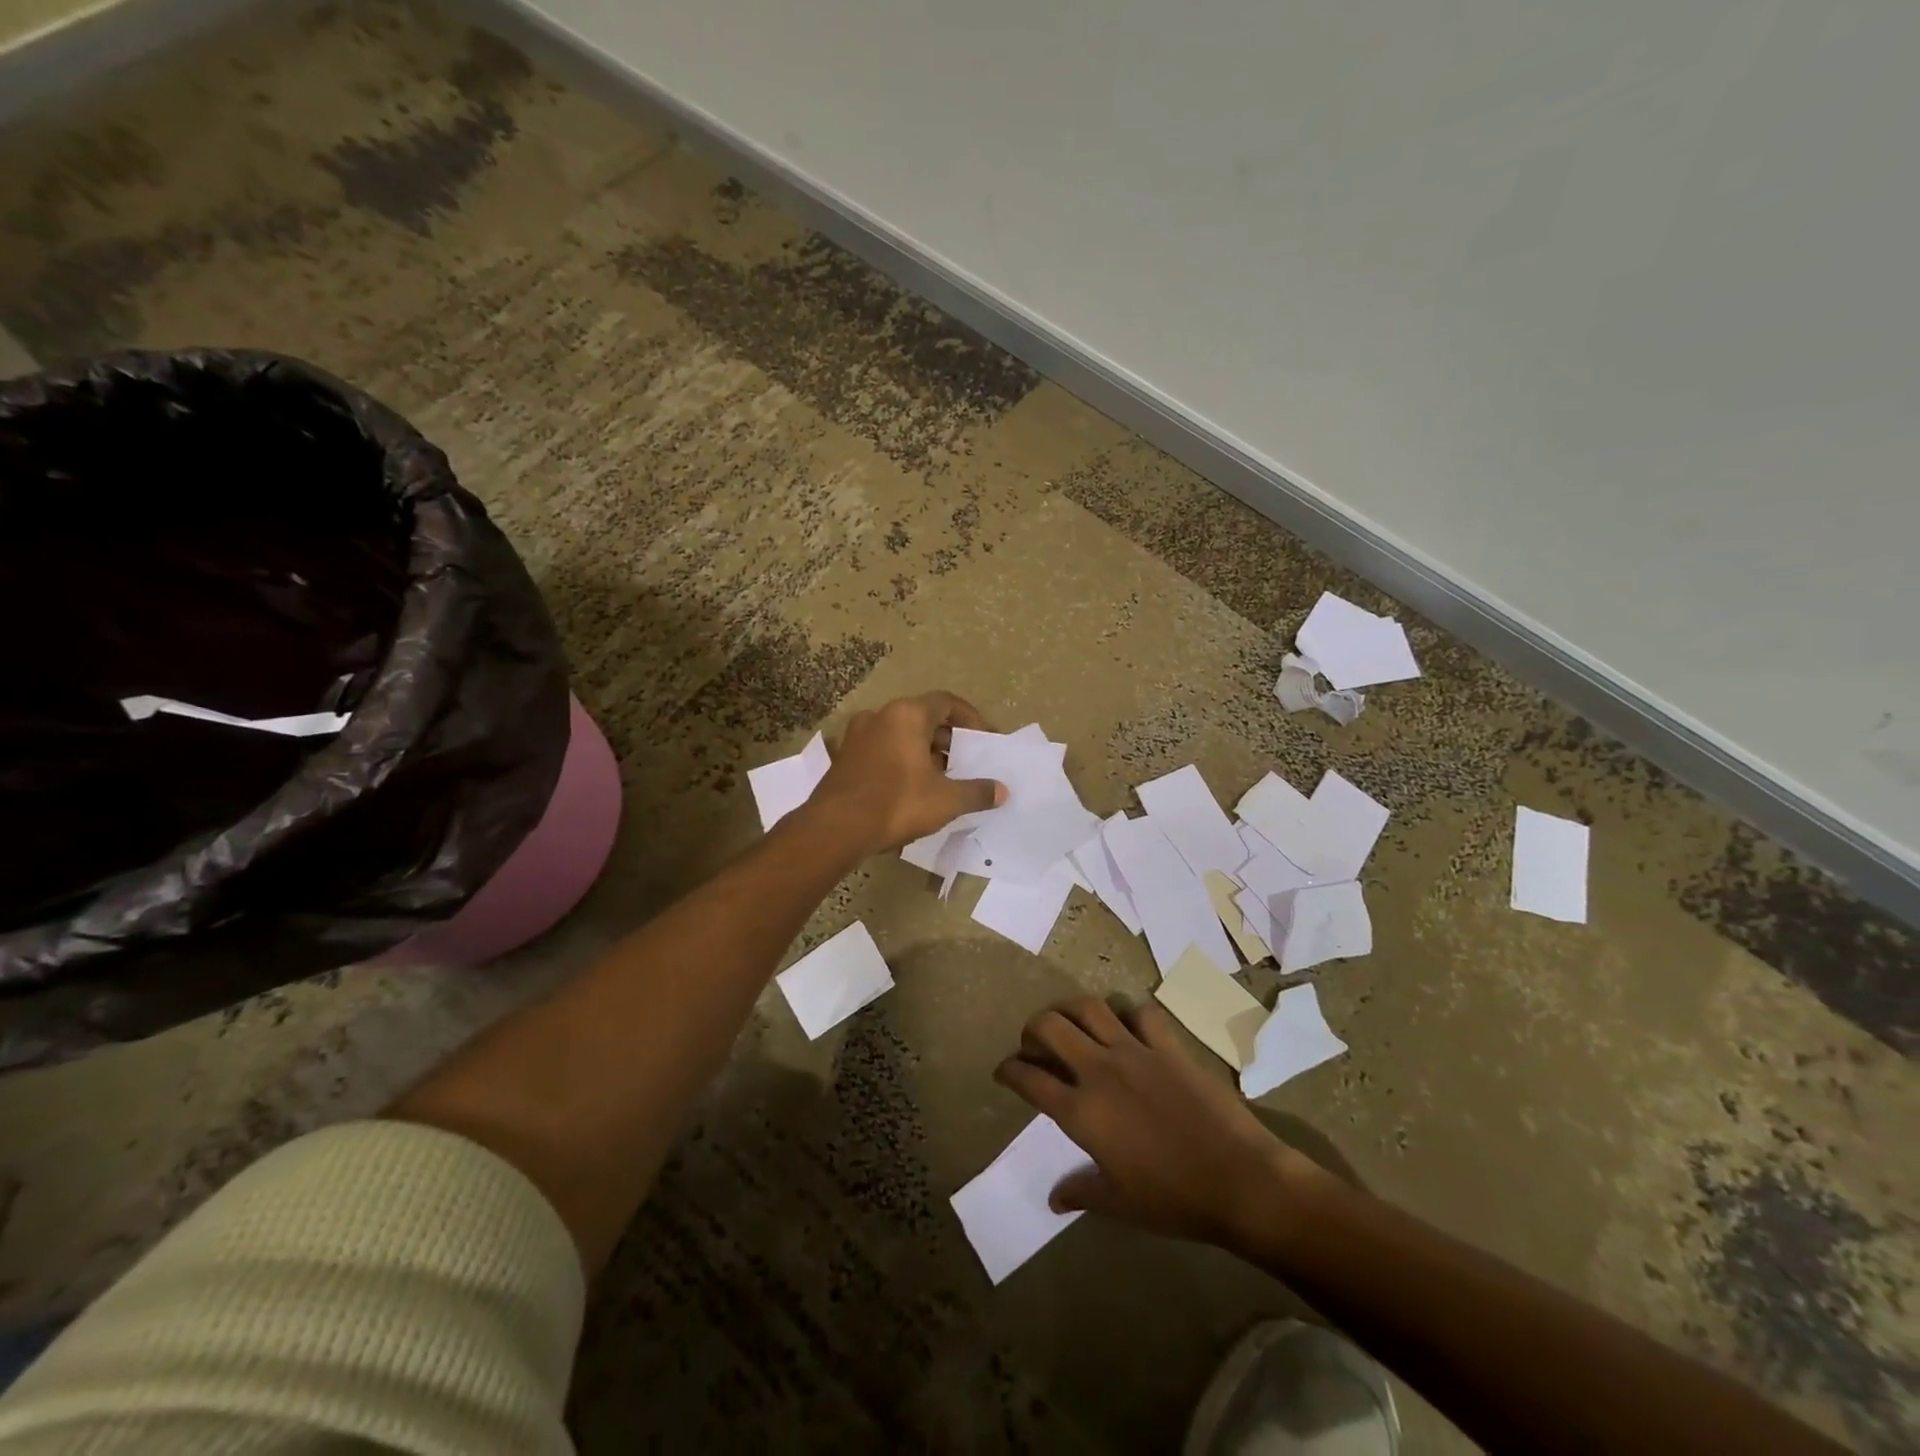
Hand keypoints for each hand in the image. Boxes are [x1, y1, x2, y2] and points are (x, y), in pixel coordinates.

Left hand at [809, 691, 1006, 854]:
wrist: (835, 829)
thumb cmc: (896, 803)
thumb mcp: (946, 800)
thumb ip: (977, 792)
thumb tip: (1001, 791)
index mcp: (906, 715)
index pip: (947, 703)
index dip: (971, 719)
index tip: (985, 739)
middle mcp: (880, 716)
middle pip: (923, 718)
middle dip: (949, 739)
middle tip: (967, 761)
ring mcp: (857, 736)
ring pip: (901, 735)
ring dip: (925, 752)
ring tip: (943, 778)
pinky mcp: (844, 758)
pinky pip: (883, 750)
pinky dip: (902, 761)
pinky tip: (913, 788)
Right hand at [994, 998, 1316, 1253]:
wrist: (1239, 1179)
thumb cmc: (1174, 1199)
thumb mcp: (1120, 1205)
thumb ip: (1082, 1192)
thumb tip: (1054, 1198)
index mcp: (1081, 1112)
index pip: (1029, 1079)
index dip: (1009, 1071)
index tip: (1003, 1071)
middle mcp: (1099, 1070)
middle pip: (1050, 1027)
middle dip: (1032, 1029)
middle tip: (1034, 1044)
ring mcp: (1135, 1051)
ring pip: (1089, 1007)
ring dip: (1070, 1010)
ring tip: (1070, 1023)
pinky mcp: (1167, 1045)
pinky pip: (1140, 1013)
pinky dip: (1126, 1013)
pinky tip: (1126, 1026)